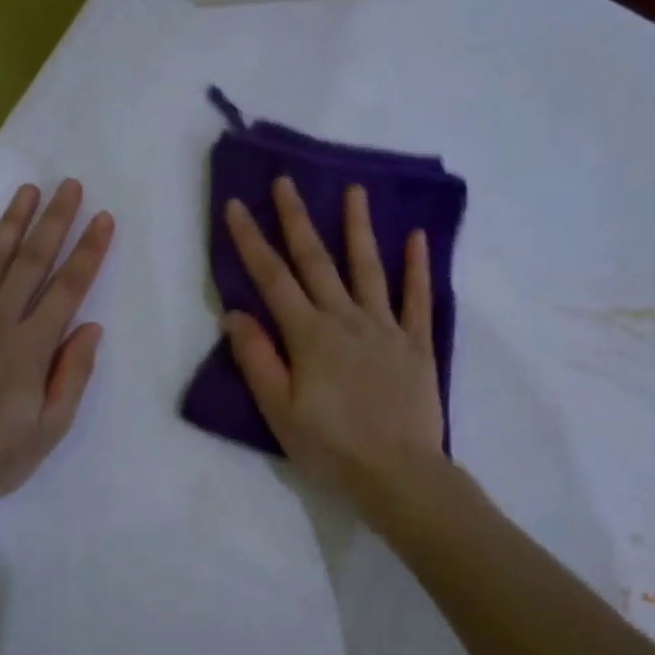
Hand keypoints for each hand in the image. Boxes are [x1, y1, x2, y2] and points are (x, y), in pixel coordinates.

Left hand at [0, 180, 113, 507]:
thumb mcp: (48, 431)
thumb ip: (71, 377)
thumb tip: (91, 329)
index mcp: (31, 349)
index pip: (68, 290)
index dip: (88, 252)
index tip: (103, 219)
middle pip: (31, 263)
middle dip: (55, 222)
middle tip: (70, 185)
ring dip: (11, 223)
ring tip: (28, 190)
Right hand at [223, 177, 443, 507]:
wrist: (397, 473)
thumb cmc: (330, 447)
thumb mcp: (279, 410)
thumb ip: (257, 359)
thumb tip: (235, 313)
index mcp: (309, 336)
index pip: (273, 279)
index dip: (251, 242)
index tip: (235, 206)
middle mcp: (346, 320)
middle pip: (317, 262)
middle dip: (297, 220)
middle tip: (286, 182)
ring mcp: (386, 328)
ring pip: (369, 269)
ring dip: (359, 228)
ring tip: (355, 191)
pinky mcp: (417, 345)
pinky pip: (418, 299)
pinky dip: (417, 267)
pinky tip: (416, 238)